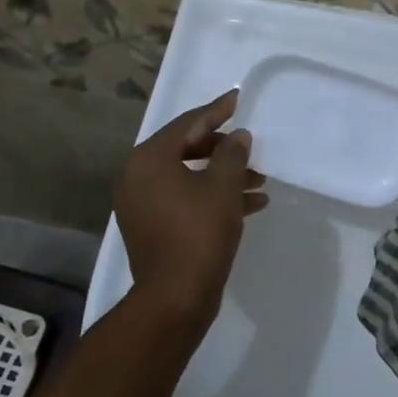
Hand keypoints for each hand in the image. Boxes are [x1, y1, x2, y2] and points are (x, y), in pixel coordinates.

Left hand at [115, 89, 267, 324]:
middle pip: (185, 149)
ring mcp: (142, 204)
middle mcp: (137, 177)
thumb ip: (232, 154)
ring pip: (188, 177)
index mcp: (148, 160)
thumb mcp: (223, 187)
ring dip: (223, 176)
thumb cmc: (199, 234)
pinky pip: (185, 200)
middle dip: (223, 149)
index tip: (238, 99)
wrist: (175, 297)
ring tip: (260, 180)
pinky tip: (251, 204)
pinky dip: (213, 198)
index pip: (187, 124)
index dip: (216, 111)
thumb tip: (237, 136)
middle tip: (249, 147)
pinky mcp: (152, 227)